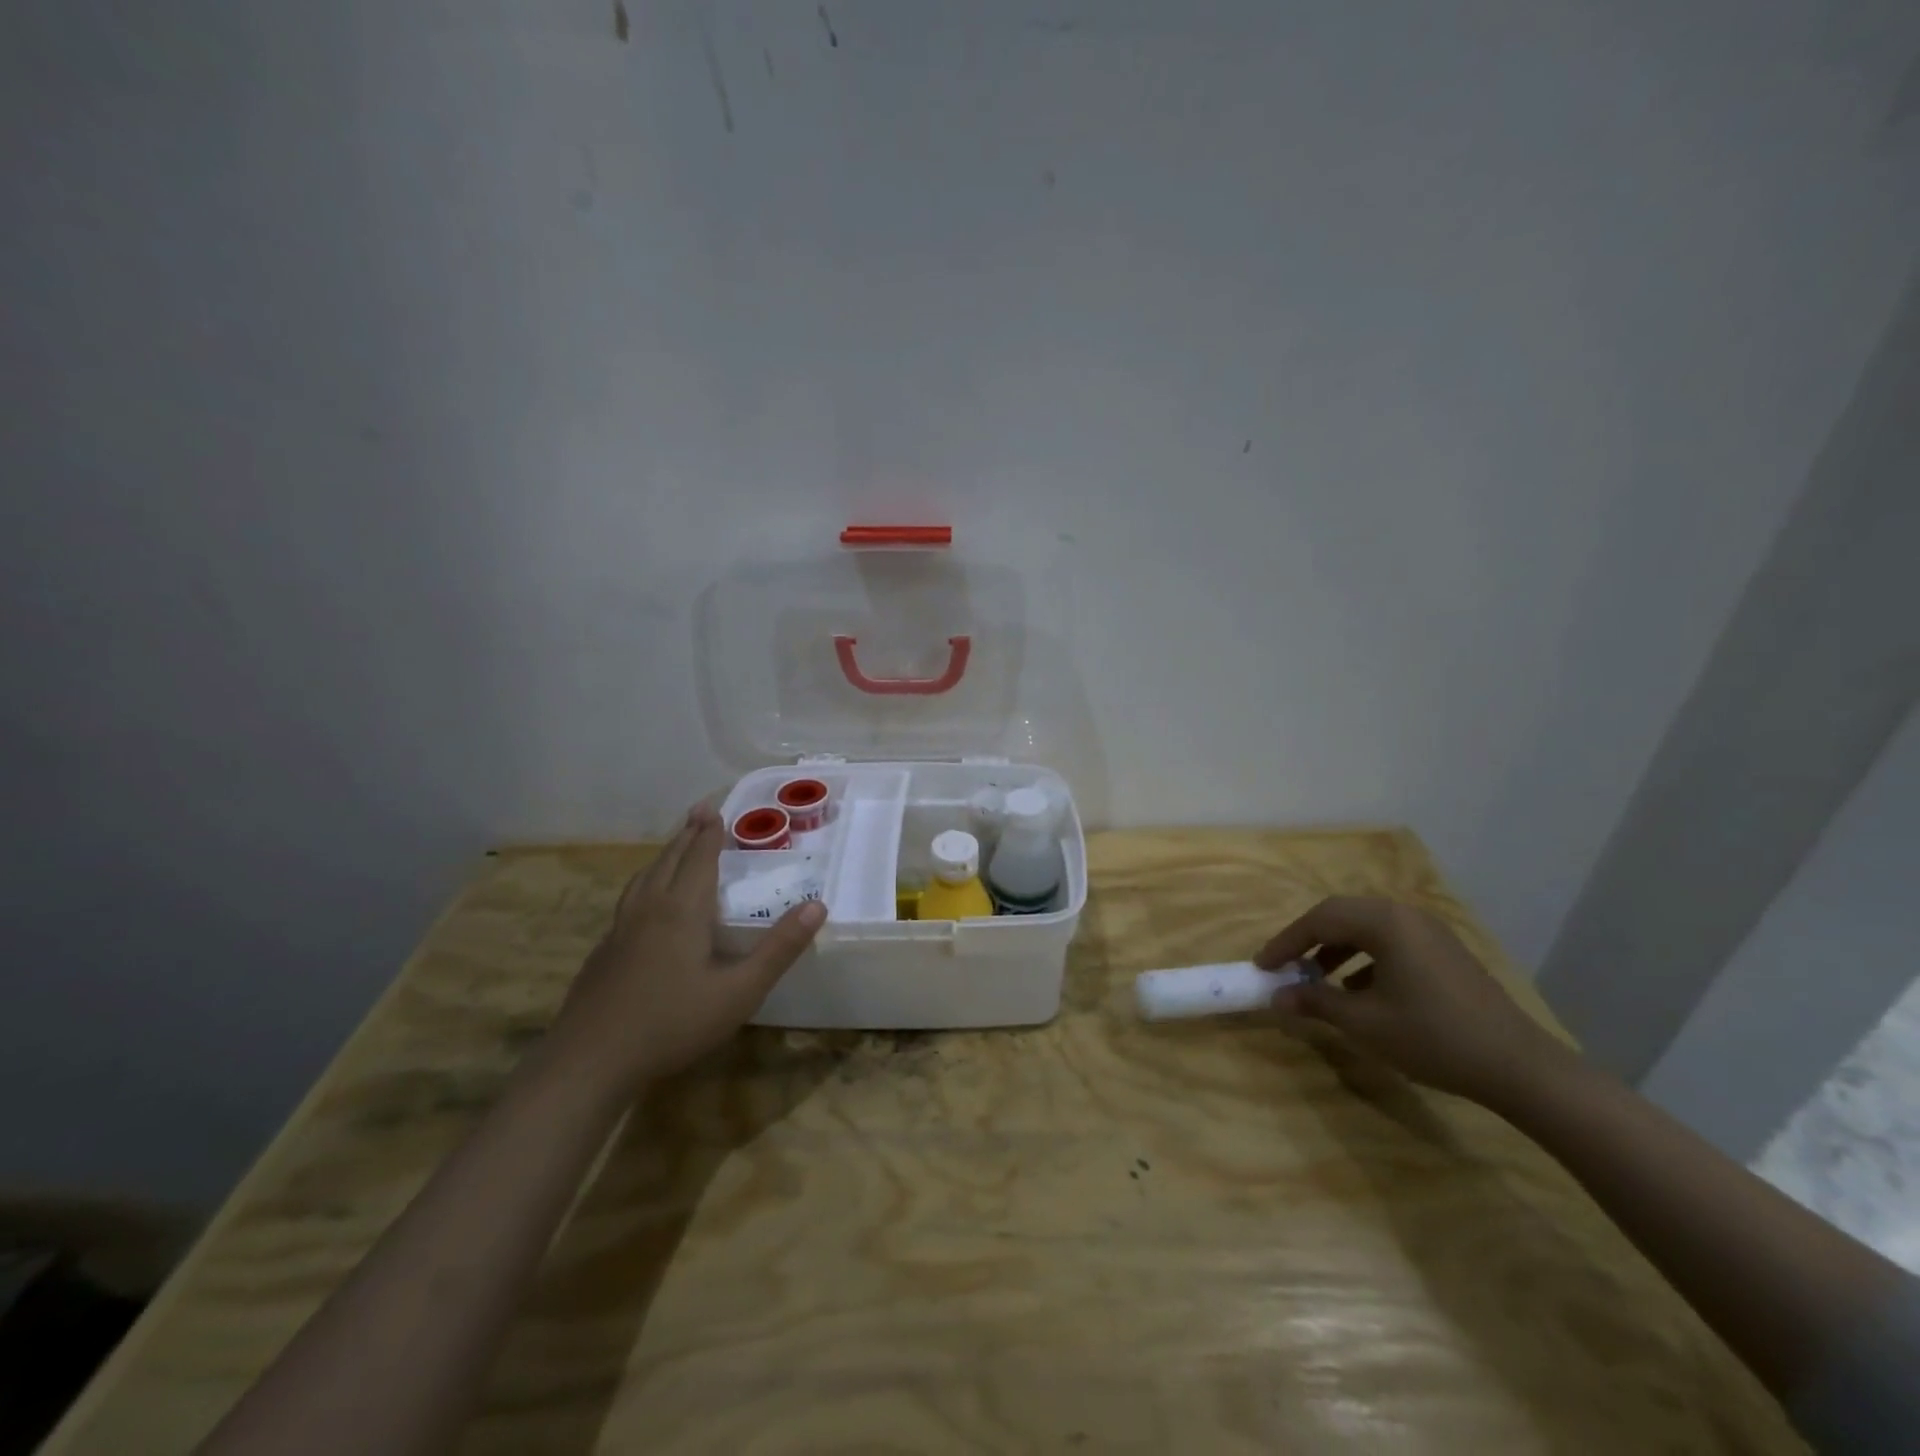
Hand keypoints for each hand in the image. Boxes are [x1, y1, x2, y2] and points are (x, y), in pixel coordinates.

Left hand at [549, 803, 824, 1096]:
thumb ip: (779, 949)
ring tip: (673, 849)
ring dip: (663, 856)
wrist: (589, 1061)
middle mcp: (648, 910)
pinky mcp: (603, 954)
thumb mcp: (739, 991)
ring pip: (643, 880)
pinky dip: (644, 885)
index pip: (698, 859)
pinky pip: (629, 902)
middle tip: (699, 813)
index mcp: (682, 911)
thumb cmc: (672, 1023)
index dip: (710, 834)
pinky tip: (644, 907)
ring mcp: (619, 931)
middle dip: (687, 835)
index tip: (715, 809)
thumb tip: (817, 906)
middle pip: (668, 861)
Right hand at [1255, 896, 1573, 1109]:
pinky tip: (1360, 990)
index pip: (1319, 920)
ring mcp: (1430, 932)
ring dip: (1335, 948)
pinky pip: (1391, 942)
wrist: (1519, 1067)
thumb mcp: (1364, 1023)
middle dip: (1308, 940)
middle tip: (1285, 965)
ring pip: (1367, 928)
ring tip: (1317, 978)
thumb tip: (1276, 996)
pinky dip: (1365, 957)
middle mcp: (1406, 915)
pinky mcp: (1445, 952)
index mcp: (1384, 922)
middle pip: (1342, 915)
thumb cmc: (1433, 1037)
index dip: (1285, 942)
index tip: (1262, 966)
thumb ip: (1315, 1003)